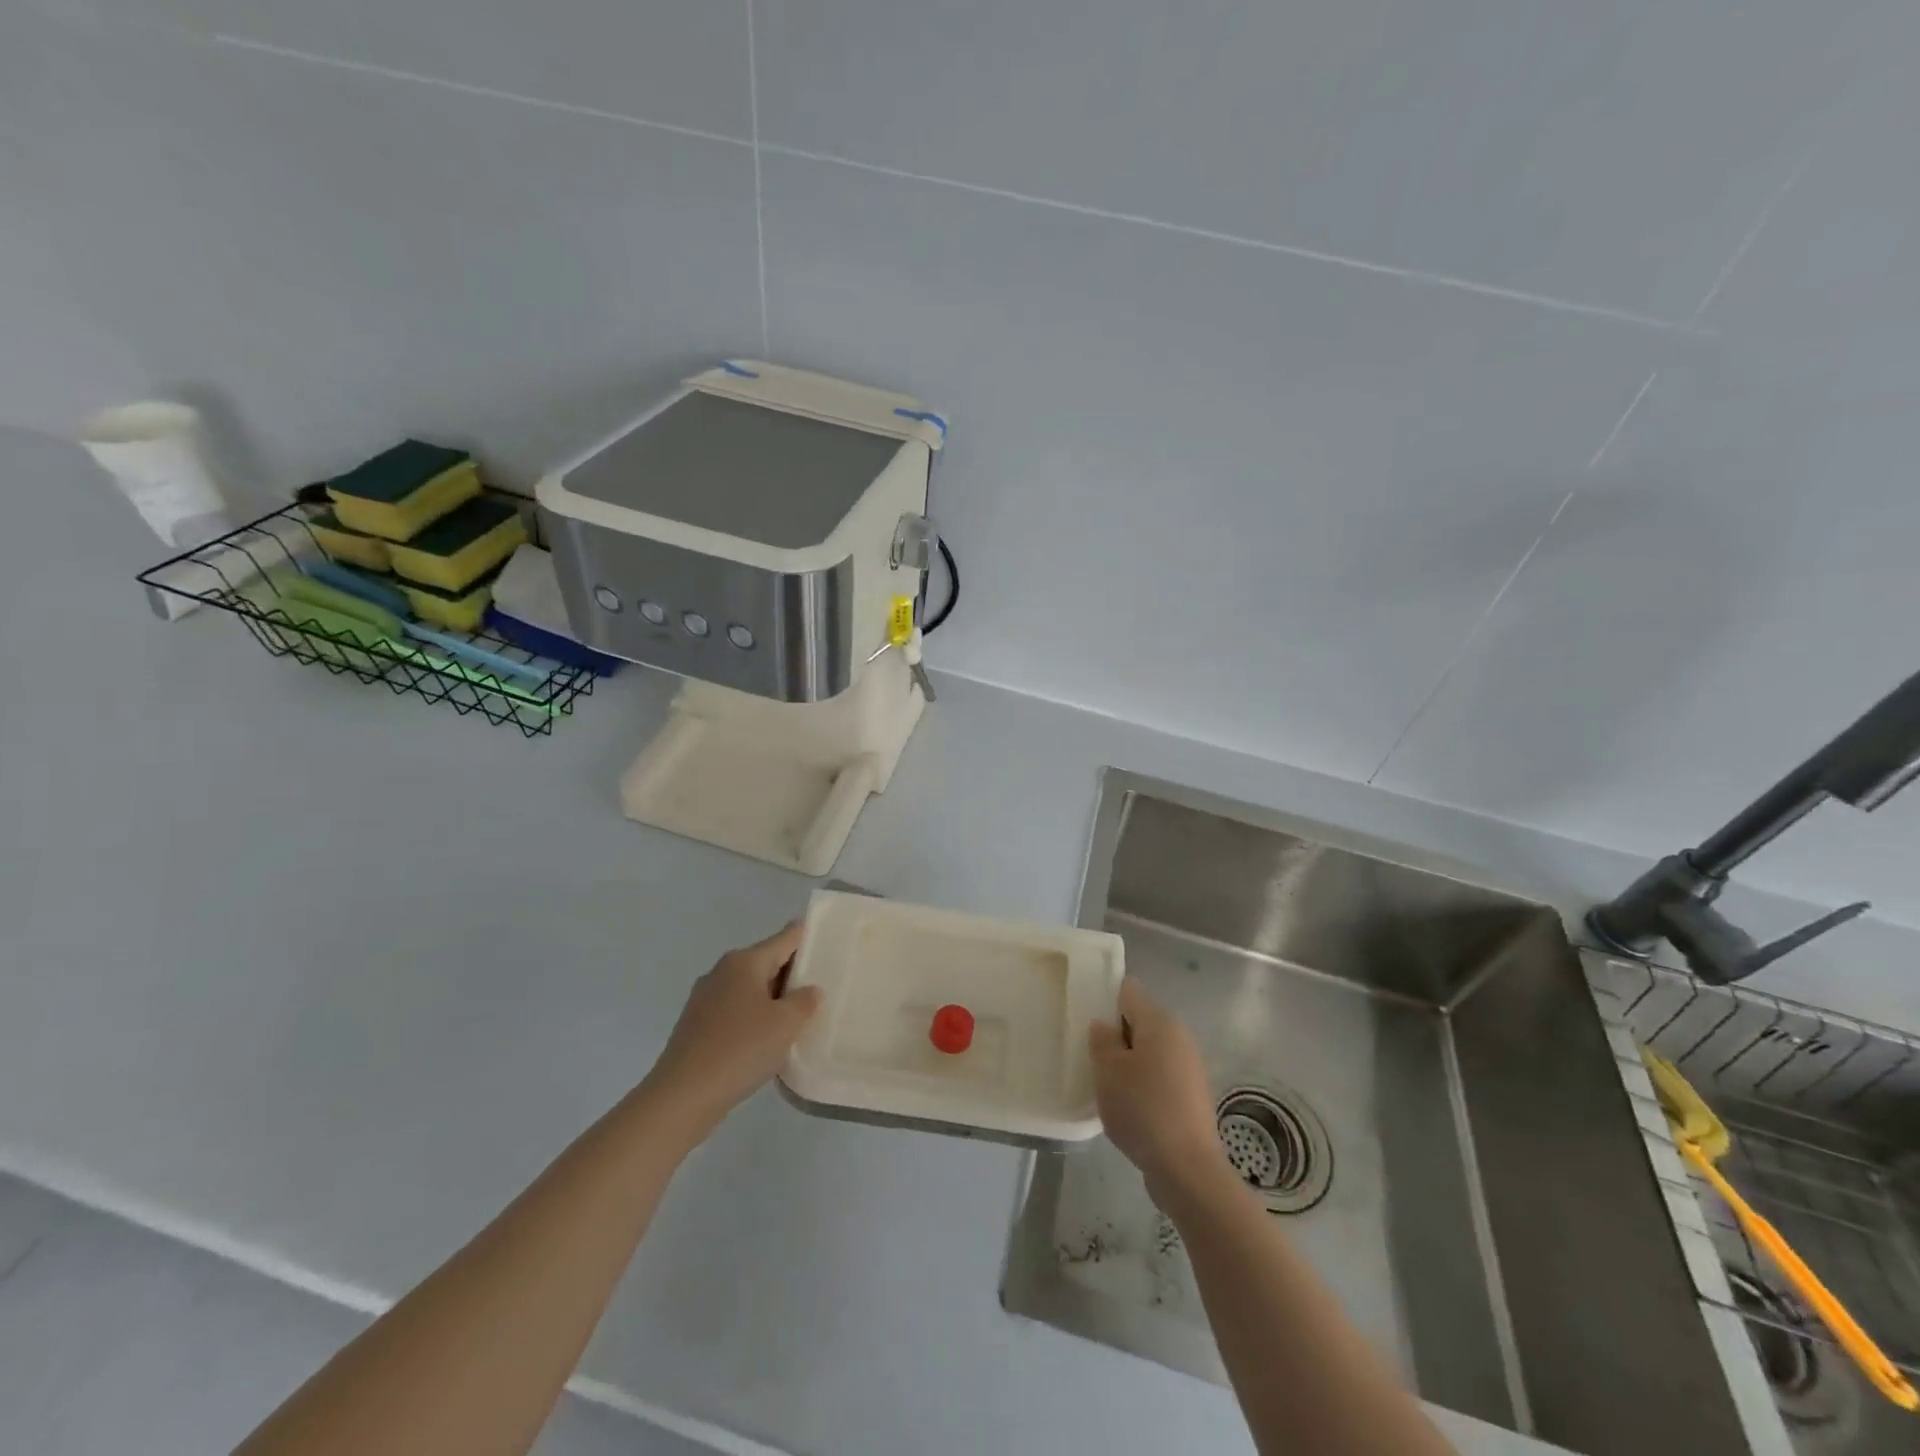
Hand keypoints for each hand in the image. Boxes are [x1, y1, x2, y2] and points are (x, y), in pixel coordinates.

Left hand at [644, 921, 822, 1132]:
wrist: (683, 1095)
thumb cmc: (741, 1049)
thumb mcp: (786, 1024)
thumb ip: (805, 1001)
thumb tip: (809, 990)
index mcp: (745, 961)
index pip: (785, 938)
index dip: (807, 936)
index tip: (827, 941)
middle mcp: (722, 971)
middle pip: (766, 961)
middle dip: (792, 972)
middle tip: (820, 985)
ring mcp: (704, 997)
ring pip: (749, 987)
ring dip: (772, 997)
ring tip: (796, 1017)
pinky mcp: (695, 1024)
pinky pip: (734, 1009)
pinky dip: (752, 1016)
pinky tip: (764, 1040)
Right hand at [1090, 979, 1225, 1210]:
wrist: (1187, 1169)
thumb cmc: (1142, 1108)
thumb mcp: (1108, 1071)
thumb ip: (1101, 1040)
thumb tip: (1103, 1025)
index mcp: (1160, 1021)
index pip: (1128, 991)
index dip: (1105, 998)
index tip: (1085, 1018)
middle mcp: (1179, 1037)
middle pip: (1139, 1021)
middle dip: (1115, 1035)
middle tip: (1090, 1054)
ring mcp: (1189, 1067)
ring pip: (1149, 1051)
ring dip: (1128, 1062)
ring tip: (1105, 1084)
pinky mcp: (1191, 1096)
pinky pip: (1159, 1077)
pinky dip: (1142, 1085)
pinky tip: (1126, 1106)